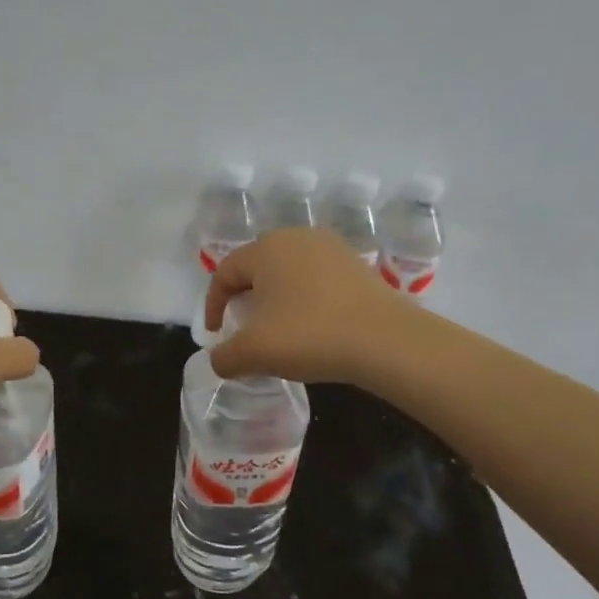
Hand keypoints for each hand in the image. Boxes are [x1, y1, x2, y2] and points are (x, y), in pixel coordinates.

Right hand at [205, 228, 408, 383]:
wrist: (386, 341)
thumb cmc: (309, 336)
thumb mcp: (253, 353)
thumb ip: (225, 357)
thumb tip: (219, 361)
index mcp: (266, 249)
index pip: (225, 272)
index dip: (213, 304)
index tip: (216, 333)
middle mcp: (296, 237)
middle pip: (257, 266)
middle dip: (244, 296)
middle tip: (244, 326)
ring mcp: (331, 248)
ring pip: (288, 271)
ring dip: (276, 297)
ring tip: (278, 327)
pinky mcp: (356, 265)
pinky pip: (316, 278)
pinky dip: (304, 298)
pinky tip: (311, 325)